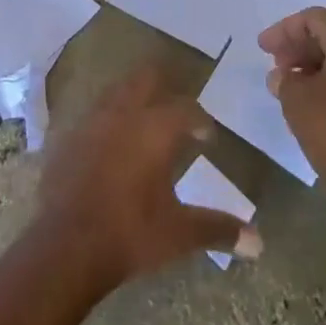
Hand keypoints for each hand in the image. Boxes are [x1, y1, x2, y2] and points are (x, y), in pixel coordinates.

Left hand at [34, 65, 257, 293]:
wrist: (65, 246)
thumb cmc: (130, 233)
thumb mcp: (179, 234)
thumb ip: (219, 229)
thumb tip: (259, 243)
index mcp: (155, 129)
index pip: (186, 109)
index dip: (200, 120)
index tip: (206, 136)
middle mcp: (123, 114)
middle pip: (145, 79)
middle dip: (162, 86)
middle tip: (174, 110)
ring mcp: (90, 122)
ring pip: (115, 92)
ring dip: (131, 99)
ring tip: (141, 122)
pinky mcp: (65, 138)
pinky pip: (89, 116)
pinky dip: (104, 122)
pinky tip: (106, 145)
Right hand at [258, 9, 325, 223]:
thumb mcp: (297, 102)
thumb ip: (284, 81)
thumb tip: (282, 76)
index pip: (314, 18)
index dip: (284, 30)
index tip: (263, 49)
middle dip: (302, 44)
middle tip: (277, 61)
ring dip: (318, 63)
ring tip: (293, 84)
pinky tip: (317, 102)